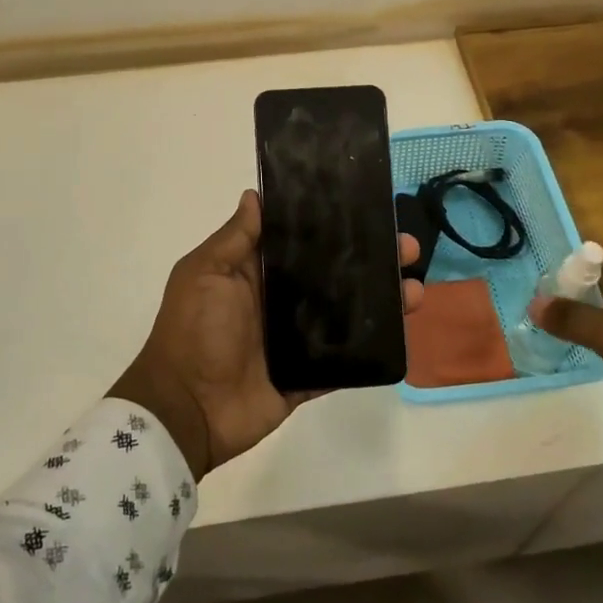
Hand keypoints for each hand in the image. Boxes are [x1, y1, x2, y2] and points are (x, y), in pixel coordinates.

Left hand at [109, 191, 423, 478]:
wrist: (186, 408)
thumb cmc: (194, 330)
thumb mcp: (205, 272)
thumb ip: (235, 238)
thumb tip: (255, 194)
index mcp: (258, 272)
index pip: (303, 240)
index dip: (335, 225)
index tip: (370, 207)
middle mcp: (281, 300)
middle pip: (335, 273)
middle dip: (372, 258)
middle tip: (408, 246)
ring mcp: (298, 339)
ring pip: (348, 313)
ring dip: (383, 300)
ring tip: (416, 289)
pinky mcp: (309, 374)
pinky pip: (346, 358)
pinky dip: (372, 346)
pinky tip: (403, 329)